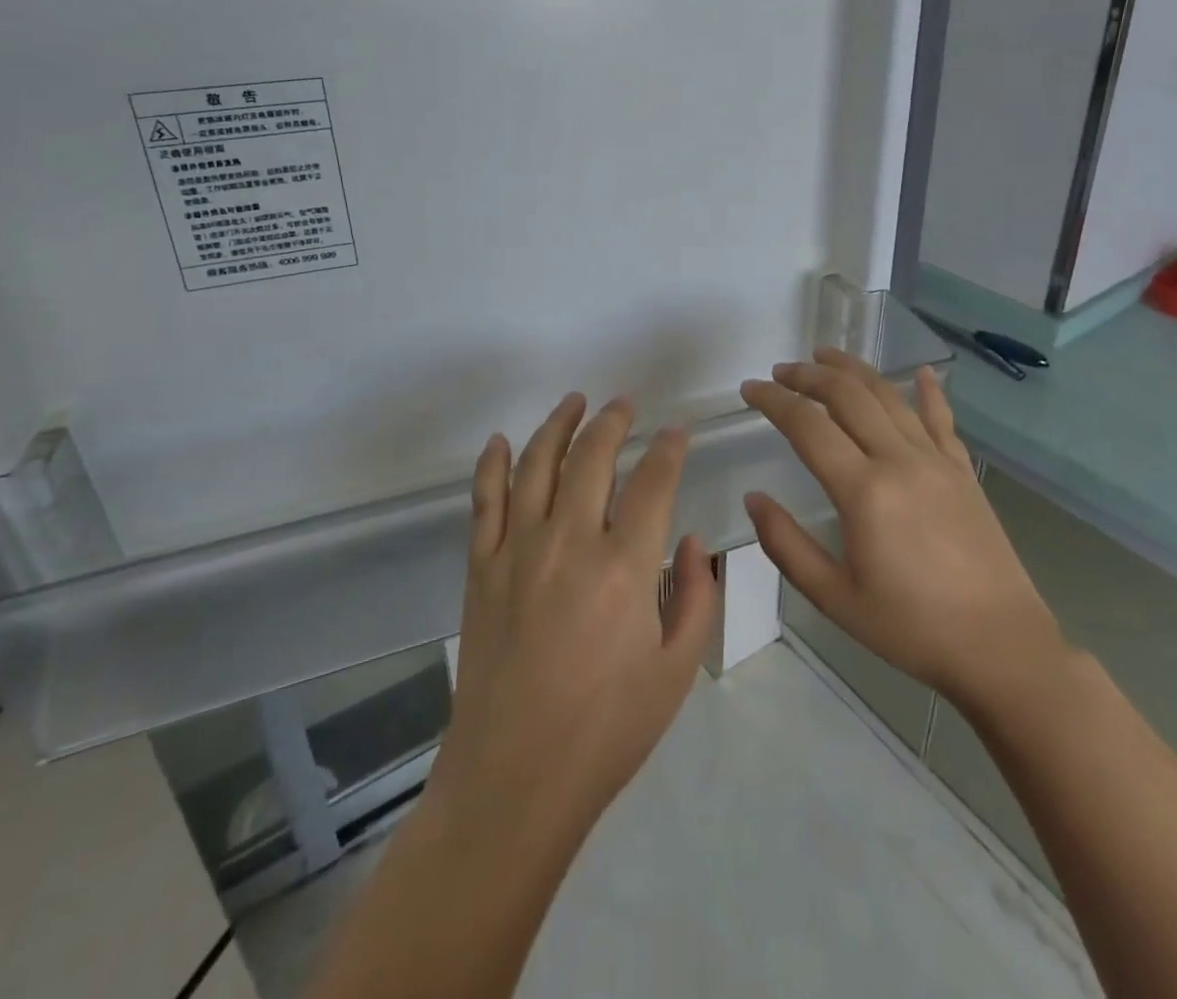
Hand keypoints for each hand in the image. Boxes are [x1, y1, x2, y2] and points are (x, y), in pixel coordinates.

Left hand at [428, 394, 718, 845]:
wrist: (515, 775)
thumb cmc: (606, 729)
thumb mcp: (676, 670)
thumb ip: (695, 596)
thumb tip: (688, 539)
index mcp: (625, 567)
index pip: (653, 482)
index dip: (668, 449)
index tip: (676, 432)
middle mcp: (570, 541)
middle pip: (593, 457)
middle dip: (613, 421)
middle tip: (624, 404)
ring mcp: (518, 549)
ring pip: (537, 464)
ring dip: (558, 424)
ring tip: (574, 401)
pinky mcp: (482, 566)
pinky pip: (484, 499)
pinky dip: (492, 463)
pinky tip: (501, 441)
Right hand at [739, 350, 1064, 716]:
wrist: (1001, 647)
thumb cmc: (910, 628)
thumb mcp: (834, 597)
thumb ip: (786, 544)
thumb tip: (754, 498)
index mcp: (863, 491)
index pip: (807, 426)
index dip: (773, 400)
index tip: (749, 388)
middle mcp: (899, 461)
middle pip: (847, 396)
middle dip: (808, 376)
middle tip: (780, 371)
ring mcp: (937, 461)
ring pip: (889, 396)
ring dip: (853, 370)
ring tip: (825, 356)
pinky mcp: (964, 472)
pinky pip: (941, 419)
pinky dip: (928, 391)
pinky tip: (921, 371)